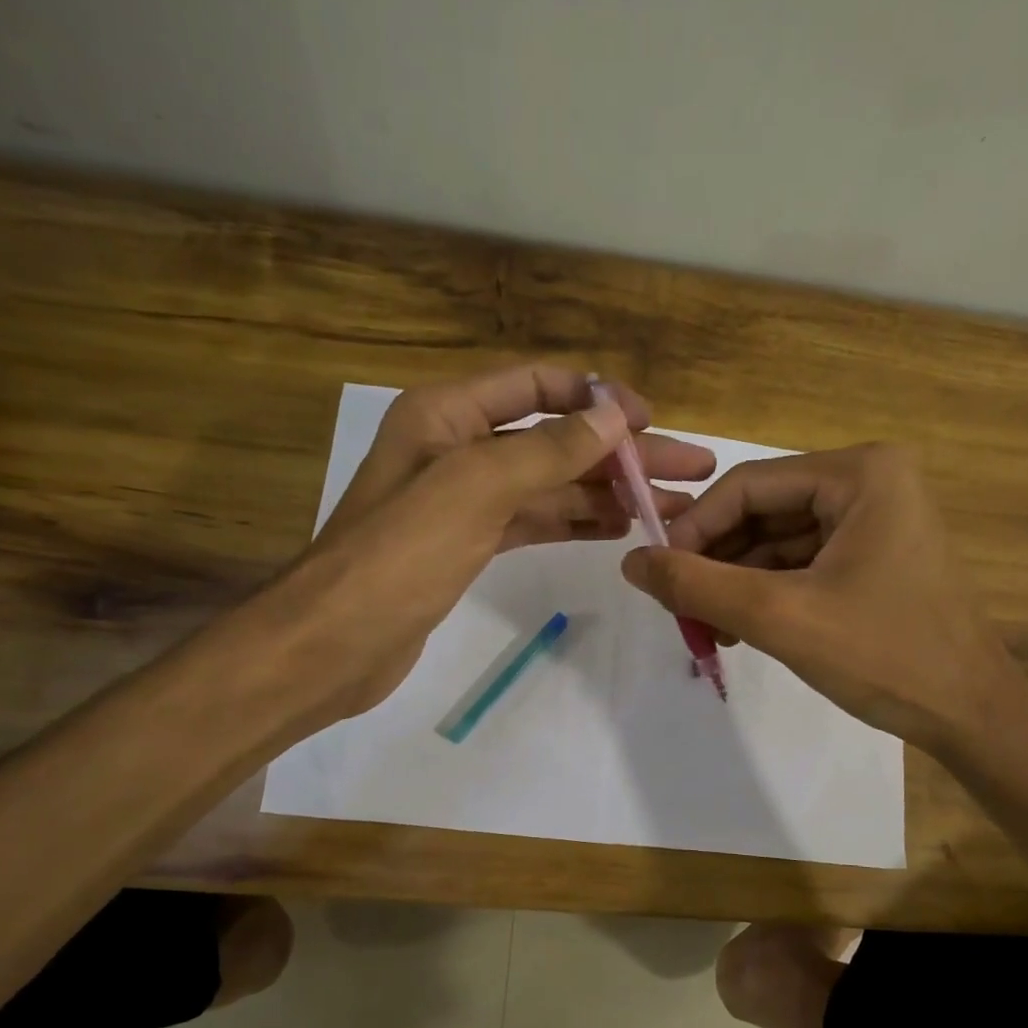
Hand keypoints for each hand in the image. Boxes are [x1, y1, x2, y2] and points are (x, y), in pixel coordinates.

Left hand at [267, 365, 713, 720]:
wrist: (337, 641)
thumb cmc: (400, 554)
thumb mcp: (477, 487)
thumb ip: (548, 450)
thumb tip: (615, 416)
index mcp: (448, 414)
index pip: (536, 385)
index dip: (597, 399)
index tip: (652, 422)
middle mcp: (457, 448)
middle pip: (554, 440)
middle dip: (620, 454)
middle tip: (690, 471)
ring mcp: (463, 500)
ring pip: (549, 486)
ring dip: (606, 492)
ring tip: (667, 507)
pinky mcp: (468, 545)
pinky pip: (533, 522)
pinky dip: (574, 522)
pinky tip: (618, 528)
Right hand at [619, 443, 1020, 746]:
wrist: (972, 716)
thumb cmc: (884, 656)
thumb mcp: (780, 616)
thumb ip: (698, 586)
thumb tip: (630, 562)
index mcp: (860, 473)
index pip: (748, 485)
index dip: (694, 529)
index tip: (656, 575)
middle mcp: (870, 482)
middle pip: (763, 511)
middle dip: (716, 561)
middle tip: (678, 606)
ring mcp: (876, 520)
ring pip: (778, 541)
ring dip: (736, 582)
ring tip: (705, 628)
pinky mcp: (875, 556)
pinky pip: (802, 563)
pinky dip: (766, 593)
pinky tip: (738, 629)